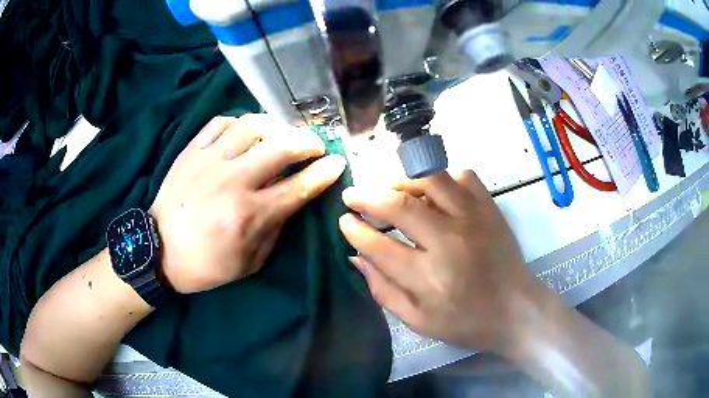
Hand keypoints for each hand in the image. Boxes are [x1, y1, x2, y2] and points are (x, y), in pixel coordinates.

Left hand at [151, 114, 345, 293]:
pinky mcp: (192, 150)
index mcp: (249, 216)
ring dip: (276, 126)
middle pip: (281, 147)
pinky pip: (222, 122)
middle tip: (315, 145)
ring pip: (251, 125)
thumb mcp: (250, 261)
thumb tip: (294, 198)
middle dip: (308, 142)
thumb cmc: (207, 264)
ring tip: (281, 134)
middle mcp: (232, 182)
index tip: (337, 162)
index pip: (298, 186)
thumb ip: (276, 227)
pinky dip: (240, 124)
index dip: (324, 172)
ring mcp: (209, 161)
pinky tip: (245, 134)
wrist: (160, 251)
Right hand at [338, 171, 536, 351]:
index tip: (343, 221)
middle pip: (400, 205)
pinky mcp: (489, 208)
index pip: (379, 244)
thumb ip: (383, 290)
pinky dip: (441, 178)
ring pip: (429, 180)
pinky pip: (462, 175)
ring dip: (401, 181)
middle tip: (352, 196)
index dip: (355, 230)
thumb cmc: (466, 322)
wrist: (515, 310)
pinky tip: (433, 192)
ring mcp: (473, 218)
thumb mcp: (418, 321)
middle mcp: (449, 240)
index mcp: (429, 277)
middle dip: (367, 196)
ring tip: (389, 191)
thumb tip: (356, 257)